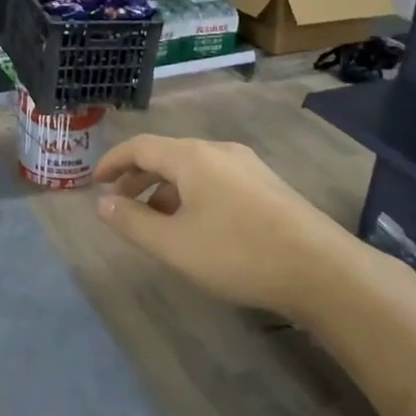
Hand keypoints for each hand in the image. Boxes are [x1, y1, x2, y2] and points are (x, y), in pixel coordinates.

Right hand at [93, 134, 355, 318]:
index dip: (112, 161)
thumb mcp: (174, 244)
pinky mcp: (267, 186)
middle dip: (138, 177)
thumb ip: (132, 222)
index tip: (94, 182)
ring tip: (155, 222)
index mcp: (192, 157)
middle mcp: (219, 151)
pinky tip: (196, 226)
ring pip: (193, 169)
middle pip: (167, 155)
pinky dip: (192, 195)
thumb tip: (103, 203)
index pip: (140, 146)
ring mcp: (248, 166)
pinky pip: (215, 180)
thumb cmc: (237, 253)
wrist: (321, 269)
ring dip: (165, 190)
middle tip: (119, 203)